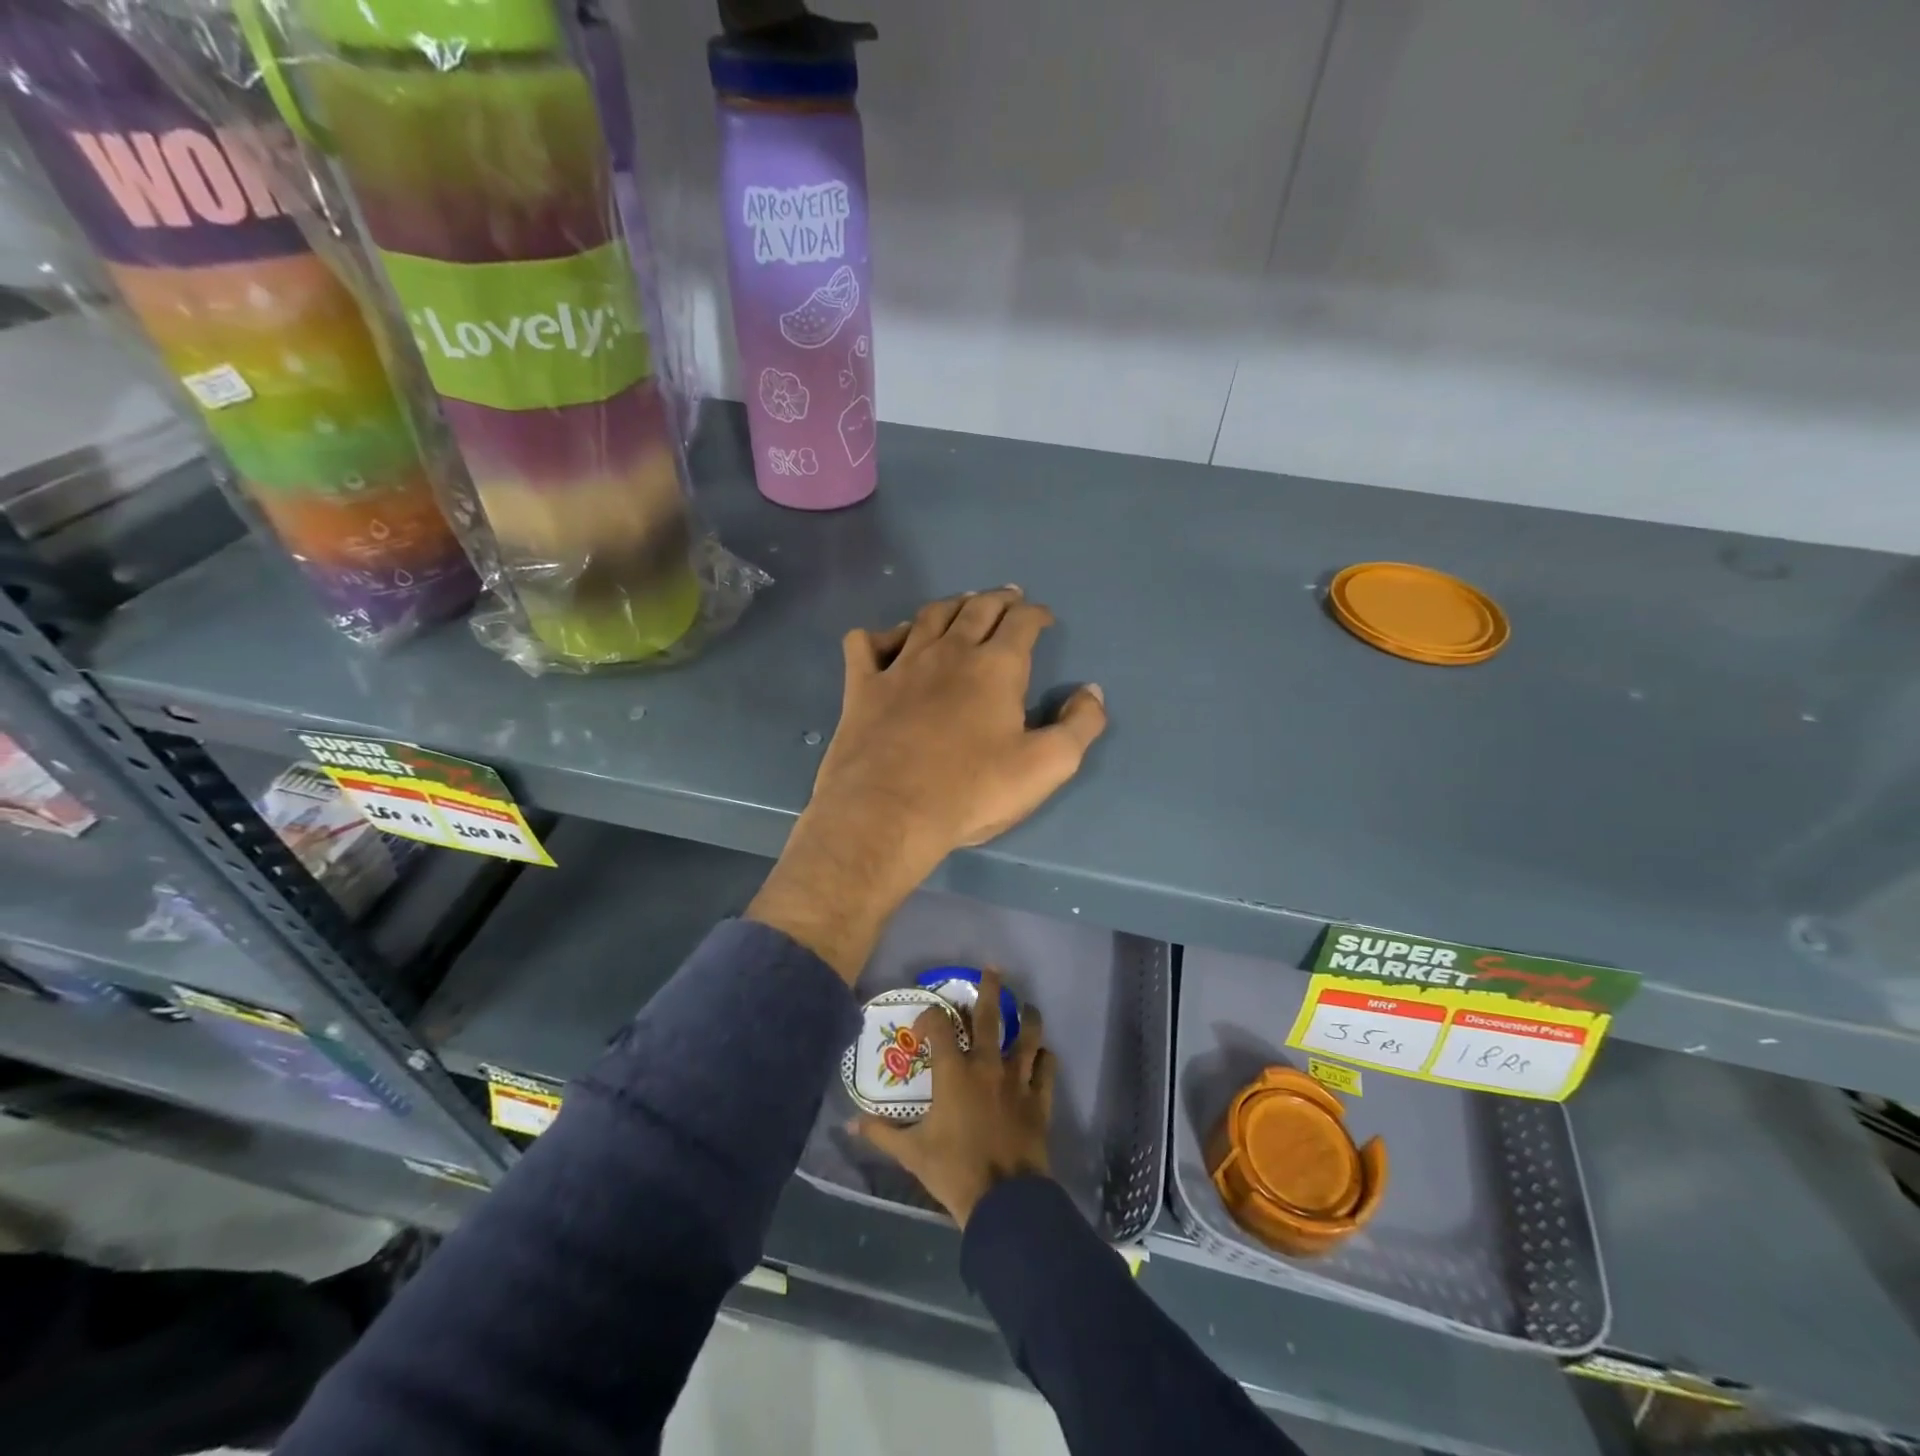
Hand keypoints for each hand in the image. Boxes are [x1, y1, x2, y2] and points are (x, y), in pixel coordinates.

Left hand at [748, 588, 1106, 981]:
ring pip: (927, 617)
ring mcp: (900, 665)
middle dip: (998, 599)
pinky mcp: (862, 686)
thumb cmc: (972, 791)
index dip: (1036, 614)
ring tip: (961, 604)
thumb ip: (1080, 725)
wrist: (888, 812)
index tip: (1043, 618)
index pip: (1022, 623)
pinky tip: (888, 640)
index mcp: (996, 667)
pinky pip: (865, 643)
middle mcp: (949, 652)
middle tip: (1008, 597)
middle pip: (977, 609)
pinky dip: (880, 634)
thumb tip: (1091, 691)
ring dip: (950, 606)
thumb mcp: (1047, 766)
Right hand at [853, 971, 1054, 1226]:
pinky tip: (1043, 1054)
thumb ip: (881, 1133)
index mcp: (954, 1073)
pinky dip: (1045, 1058)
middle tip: (994, 970)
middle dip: (991, 990)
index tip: (925, 1020)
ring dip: (1028, 1018)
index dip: (931, 1017)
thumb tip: (849, 1124)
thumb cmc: (953, 1171)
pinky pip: (1046, 1069)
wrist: (1003, 1200)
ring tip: (1027, 1007)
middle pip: (991, 1017)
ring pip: (1028, 1037)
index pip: (940, 1028)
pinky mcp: (1038, 1100)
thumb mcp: (911, 1153)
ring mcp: (1017, 1081)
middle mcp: (987, 1066)